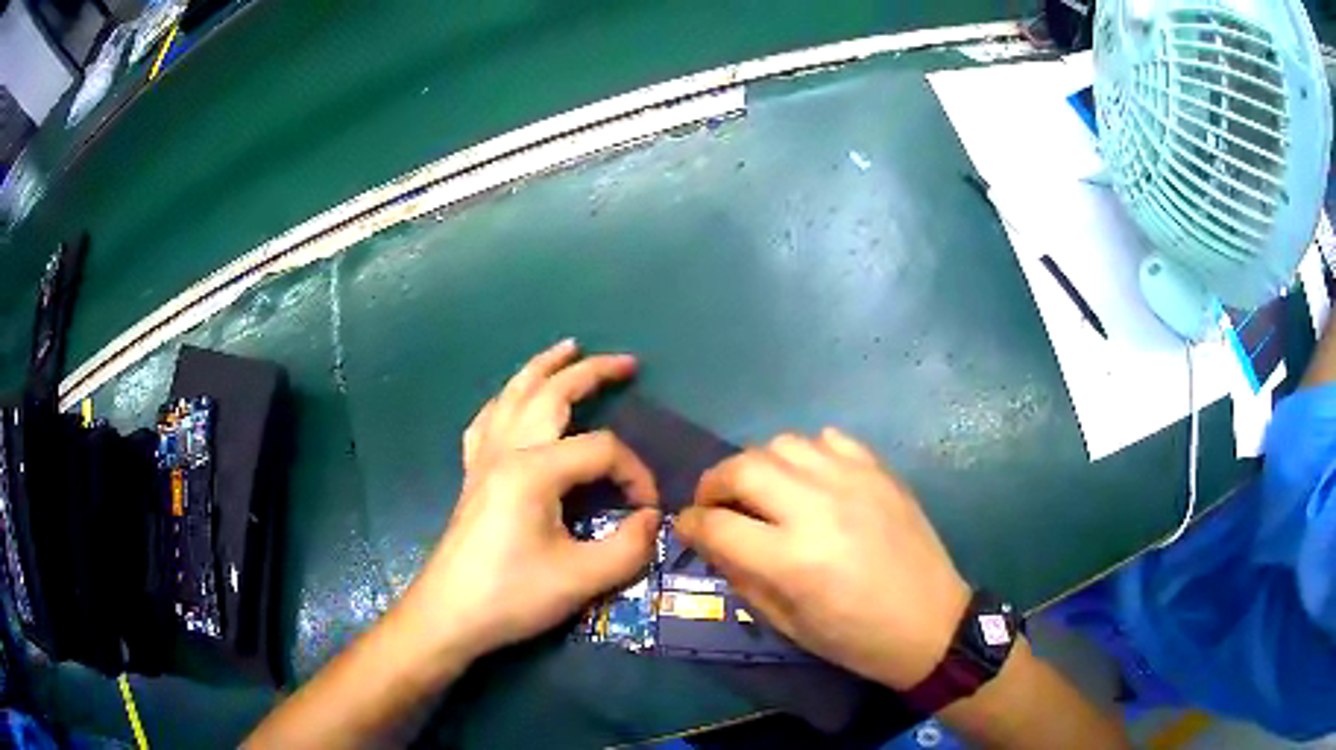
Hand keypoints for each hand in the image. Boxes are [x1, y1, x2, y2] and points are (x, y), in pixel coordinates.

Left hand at [403, 340, 656, 660]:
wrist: (448, 616)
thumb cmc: (511, 596)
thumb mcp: (581, 579)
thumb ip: (628, 546)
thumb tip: (652, 519)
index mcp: (533, 470)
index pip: (602, 450)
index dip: (635, 474)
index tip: (648, 510)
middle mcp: (506, 450)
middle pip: (552, 394)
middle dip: (592, 373)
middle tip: (627, 363)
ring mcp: (483, 458)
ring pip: (513, 395)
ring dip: (543, 367)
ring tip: (567, 347)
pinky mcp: (472, 474)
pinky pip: (487, 420)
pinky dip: (506, 399)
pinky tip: (512, 398)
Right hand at [676, 429, 969, 689]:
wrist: (930, 623)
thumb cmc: (855, 637)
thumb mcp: (788, 624)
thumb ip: (742, 576)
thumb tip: (711, 540)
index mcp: (792, 559)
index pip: (717, 524)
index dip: (689, 524)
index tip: (685, 527)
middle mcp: (818, 508)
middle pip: (743, 467)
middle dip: (714, 483)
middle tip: (716, 504)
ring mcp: (853, 481)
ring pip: (783, 443)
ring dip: (759, 464)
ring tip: (764, 490)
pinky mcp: (880, 471)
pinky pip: (830, 439)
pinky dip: (808, 454)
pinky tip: (812, 479)